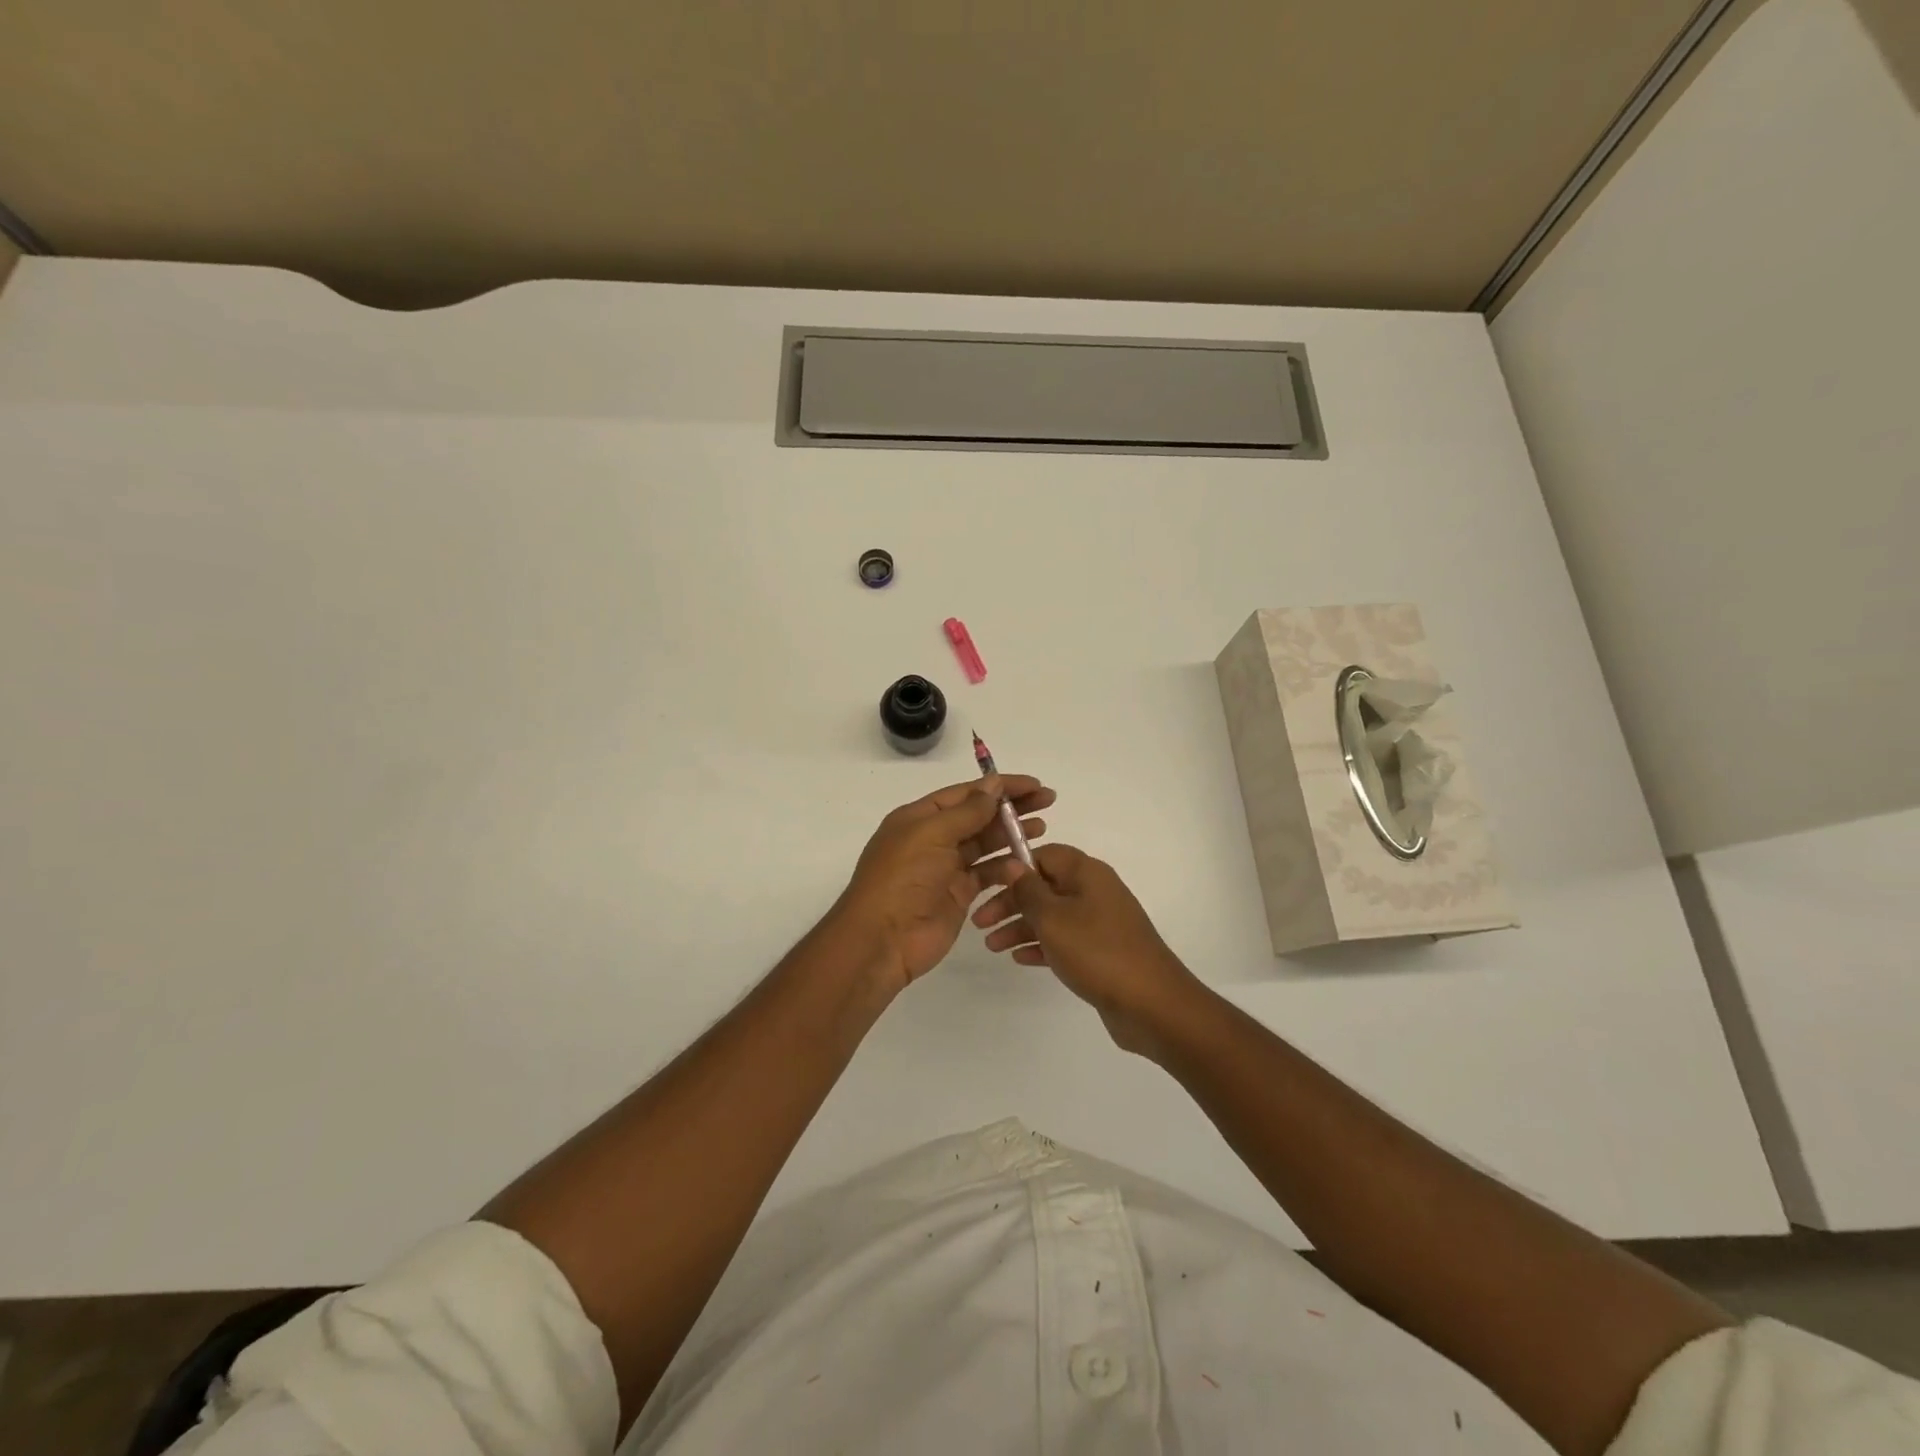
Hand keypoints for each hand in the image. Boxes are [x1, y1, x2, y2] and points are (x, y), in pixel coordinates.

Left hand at [829, 774, 1053, 994]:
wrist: (883, 939)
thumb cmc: (902, 878)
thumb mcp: (931, 834)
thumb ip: (967, 811)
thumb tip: (994, 785)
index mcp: (919, 817)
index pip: (966, 793)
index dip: (1000, 787)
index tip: (1034, 784)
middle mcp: (933, 839)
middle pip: (979, 816)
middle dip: (1012, 808)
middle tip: (1048, 801)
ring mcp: (946, 868)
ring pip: (986, 844)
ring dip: (1012, 835)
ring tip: (1042, 828)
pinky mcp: (958, 895)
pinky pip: (987, 875)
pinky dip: (1006, 868)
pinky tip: (1026, 864)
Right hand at [973, 844, 1205, 1055]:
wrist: (1151, 1004)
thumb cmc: (1097, 951)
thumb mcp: (1053, 918)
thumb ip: (1028, 890)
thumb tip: (1013, 863)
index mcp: (1087, 873)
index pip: (1044, 855)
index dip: (1014, 867)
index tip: (985, 885)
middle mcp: (1095, 891)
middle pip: (1045, 887)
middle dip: (1011, 902)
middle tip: (980, 922)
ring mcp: (1101, 923)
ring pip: (1052, 916)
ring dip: (1021, 927)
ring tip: (991, 946)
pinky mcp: (1102, 952)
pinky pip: (1065, 940)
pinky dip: (1042, 946)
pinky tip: (1019, 959)